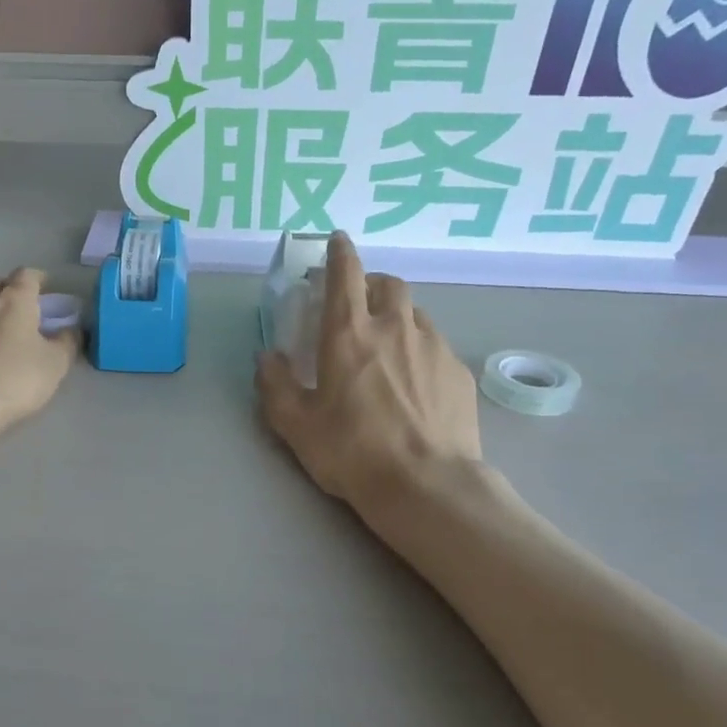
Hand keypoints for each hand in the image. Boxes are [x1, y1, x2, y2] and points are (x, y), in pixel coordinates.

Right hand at [256, 233, 482, 506]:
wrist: (426, 485)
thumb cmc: (352, 451)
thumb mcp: (296, 424)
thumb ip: (275, 384)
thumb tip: (268, 357)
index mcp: (349, 334)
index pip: (346, 274)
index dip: (339, 252)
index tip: (336, 241)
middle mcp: (395, 327)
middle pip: (388, 284)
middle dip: (370, 283)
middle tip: (357, 303)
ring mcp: (433, 347)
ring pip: (415, 312)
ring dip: (397, 315)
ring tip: (387, 343)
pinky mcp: (458, 372)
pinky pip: (435, 345)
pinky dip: (419, 348)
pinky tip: (415, 381)